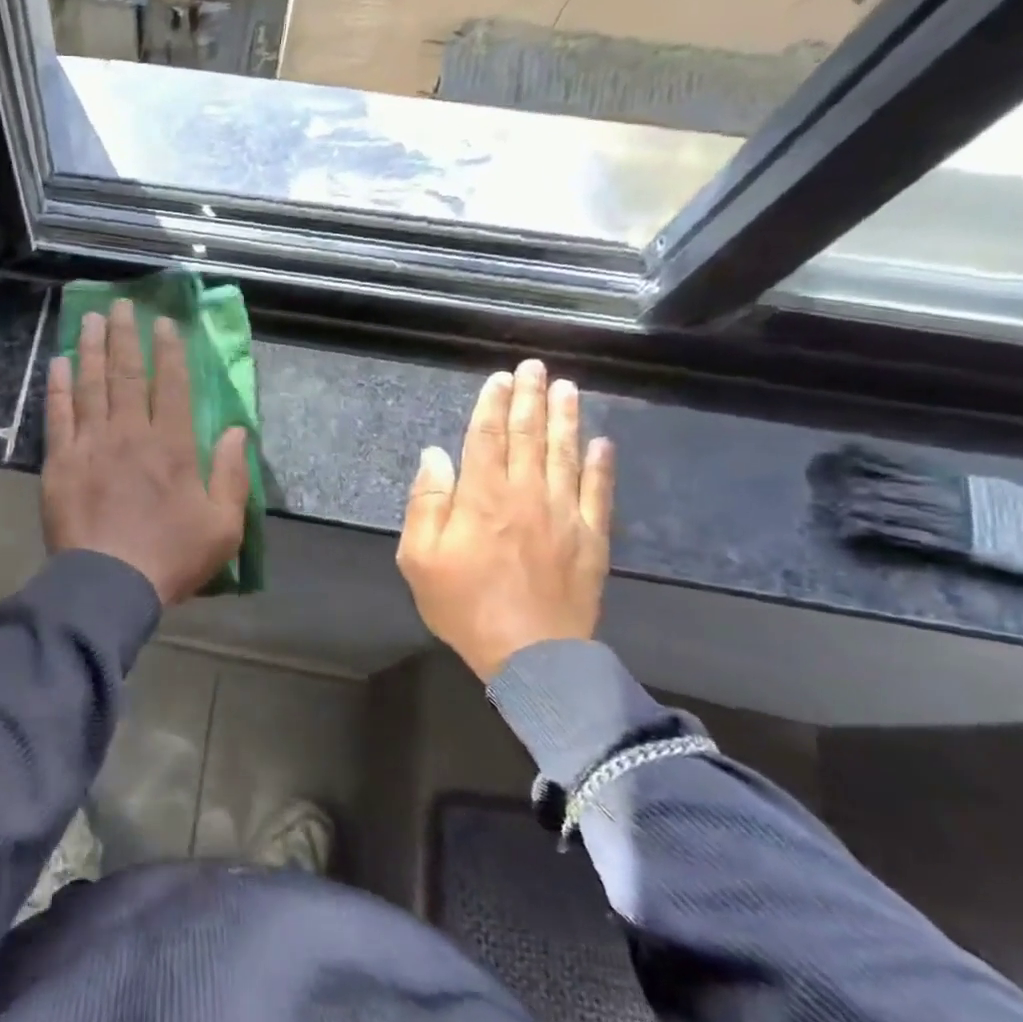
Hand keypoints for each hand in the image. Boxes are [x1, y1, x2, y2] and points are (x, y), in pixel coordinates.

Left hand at [43, 300, 249, 605]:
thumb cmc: (171, 557)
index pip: (172, 385)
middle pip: (127, 374)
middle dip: (125, 336)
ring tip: (90, 319)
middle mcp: (131, 434)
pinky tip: (58, 363)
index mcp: (173, 446)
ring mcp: (91, 444)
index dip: (169, 350)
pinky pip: (58, 415)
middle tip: (120, 306)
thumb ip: (234, 476)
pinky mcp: (60, 461)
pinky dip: (58, 386)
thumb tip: (240, 431)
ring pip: (91, 385)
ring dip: (90, 349)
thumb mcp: (223, 526)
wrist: (109, 583)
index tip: (164, 323)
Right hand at [395, 359, 613, 681]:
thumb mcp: (420, 558)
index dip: (492, 405)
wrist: (532, 654)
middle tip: (536, 367)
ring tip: (568, 388)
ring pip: (566, 454)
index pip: (487, 437)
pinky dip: (601, 465)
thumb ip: (426, 503)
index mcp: (482, 496)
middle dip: (531, 398)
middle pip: (530, 436)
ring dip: (566, 418)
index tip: (500, 378)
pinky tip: (602, 443)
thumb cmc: (464, 606)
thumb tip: (435, 455)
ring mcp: (565, 514)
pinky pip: (599, 491)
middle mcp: (526, 494)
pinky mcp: (591, 537)